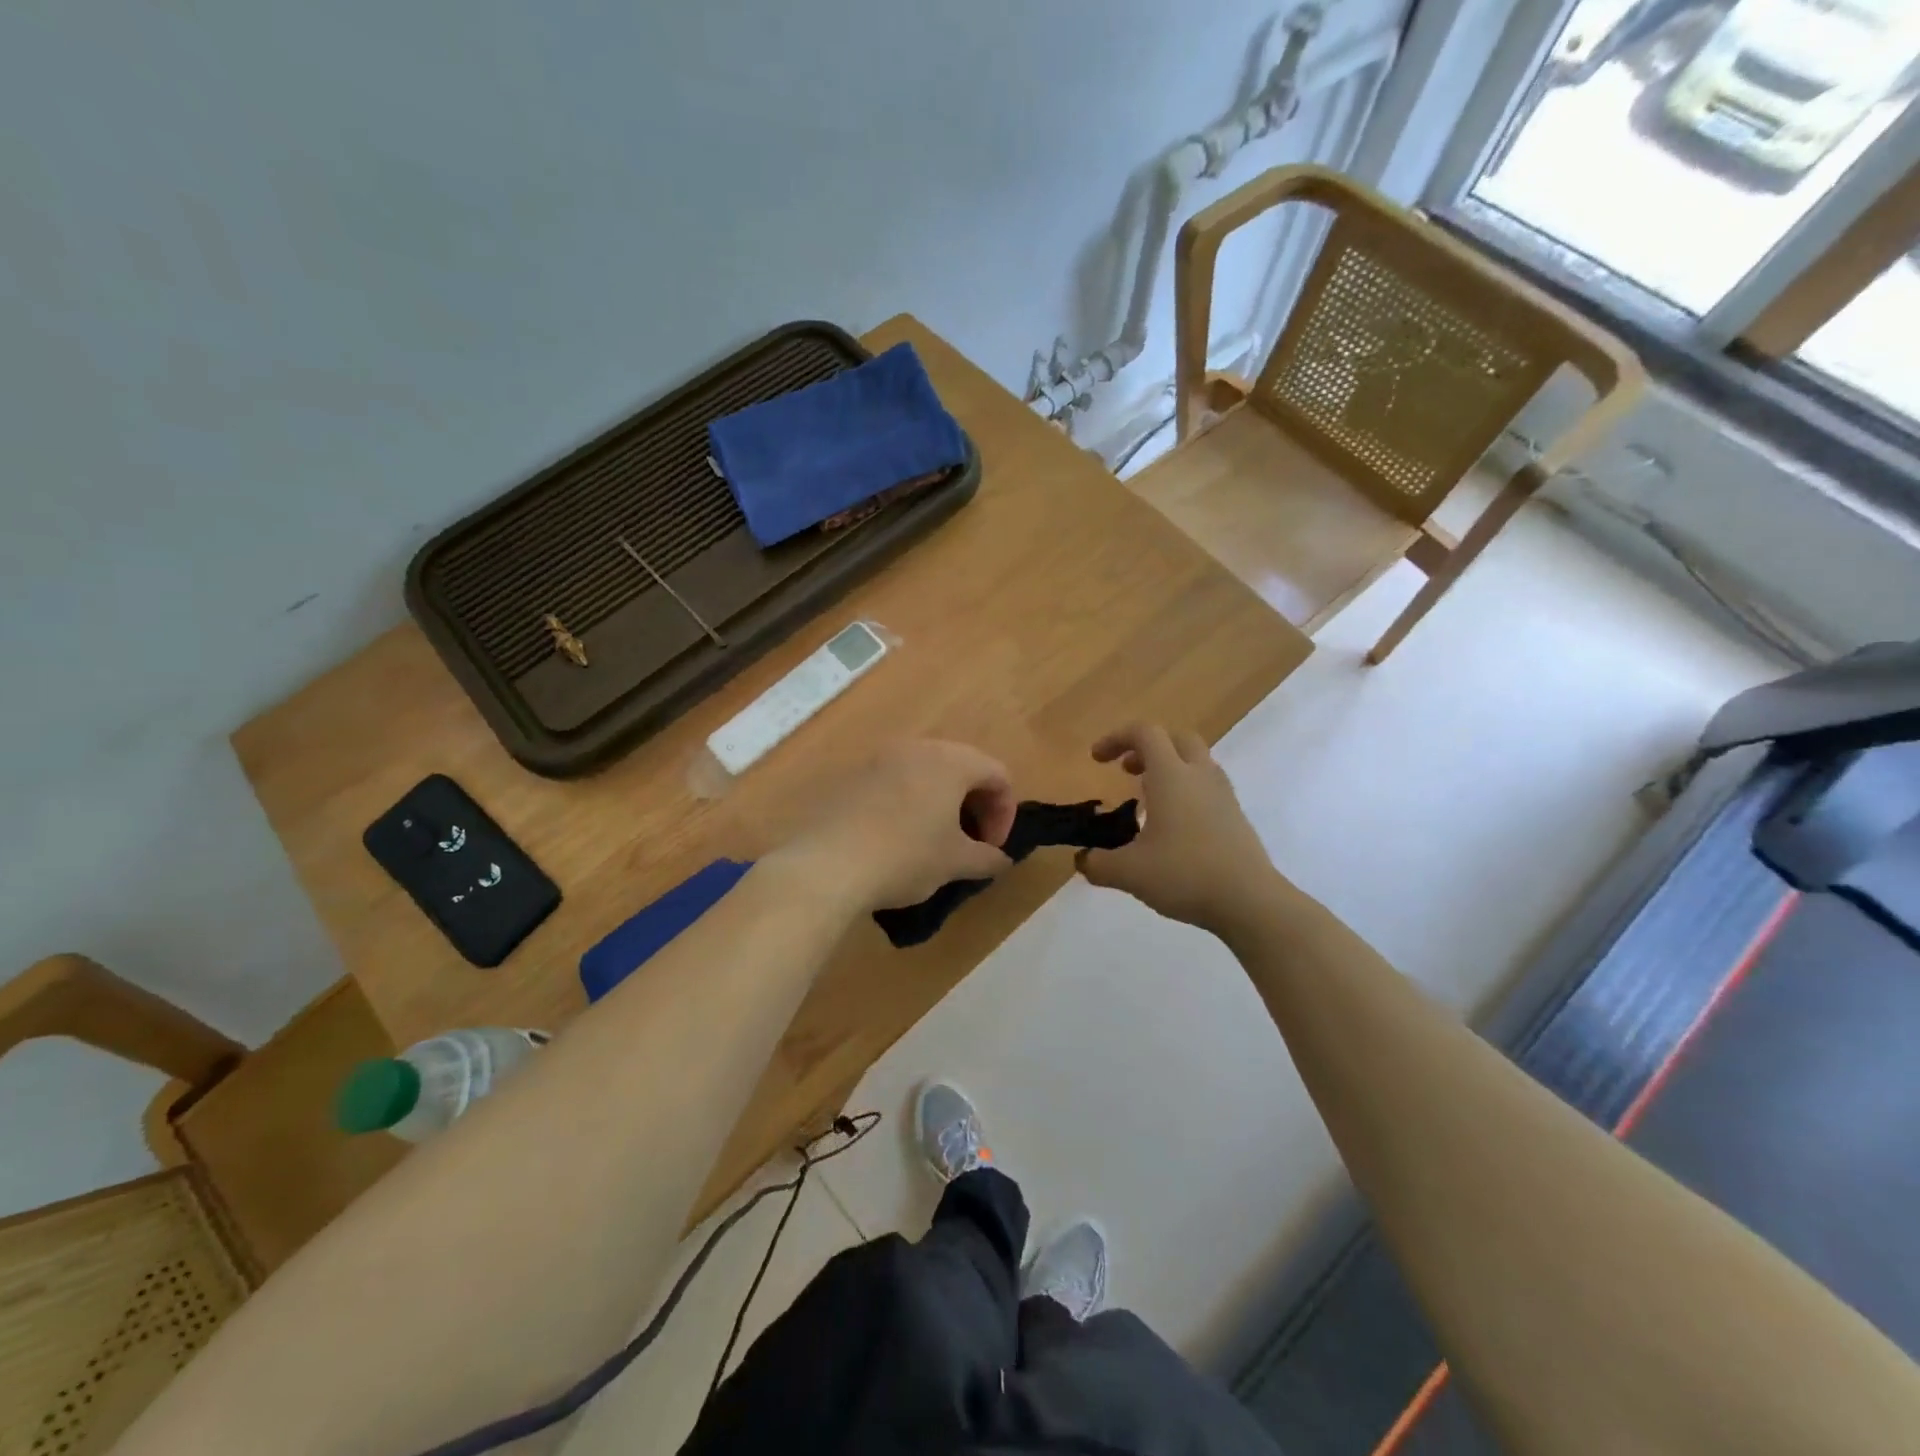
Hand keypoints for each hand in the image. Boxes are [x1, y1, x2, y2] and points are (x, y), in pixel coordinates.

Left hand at [779, 739, 1016, 912]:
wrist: (827, 864)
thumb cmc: (905, 856)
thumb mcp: (955, 862)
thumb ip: (987, 858)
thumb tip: (1001, 860)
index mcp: (951, 761)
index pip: (998, 774)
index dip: (1005, 813)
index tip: (992, 848)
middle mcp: (917, 748)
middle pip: (962, 767)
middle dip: (974, 805)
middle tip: (970, 843)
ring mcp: (880, 758)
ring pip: (926, 773)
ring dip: (941, 804)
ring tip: (935, 842)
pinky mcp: (852, 776)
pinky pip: (894, 782)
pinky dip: (909, 804)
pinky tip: (897, 839)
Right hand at [1076, 724, 1275, 932]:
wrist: (1249, 901)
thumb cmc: (1185, 874)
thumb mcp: (1129, 873)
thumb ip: (1099, 864)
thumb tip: (1083, 862)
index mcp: (1171, 776)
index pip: (1144, 733)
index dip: (1116, 738)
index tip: (1097, 759)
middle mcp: (1199, 776)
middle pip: (1177, 739)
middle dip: (1147, 748)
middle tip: (1127, 771)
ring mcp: (1223, 795)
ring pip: (1196, 762)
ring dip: (1170, 769)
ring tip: (1148, 800)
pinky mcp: (1236, 817)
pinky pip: (1208, 787)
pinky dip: (1187, 792)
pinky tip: (1174, 827)